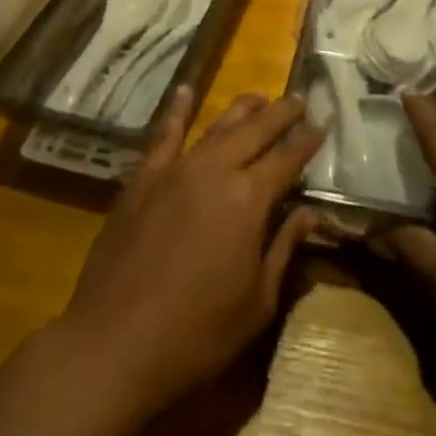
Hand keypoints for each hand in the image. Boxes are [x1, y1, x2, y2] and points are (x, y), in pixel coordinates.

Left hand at [60, 87, 321, 414]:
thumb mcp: (256, 302)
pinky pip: (164, 135)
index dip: (308, 140)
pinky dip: (177, 111)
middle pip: (256, 130)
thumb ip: (284, 249)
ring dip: (243, 109)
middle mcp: (216, 170)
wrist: (112, 345)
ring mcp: (176, 170)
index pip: (288, 158)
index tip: (323, 123)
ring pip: (217, 126)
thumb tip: (311, 213)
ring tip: (260, 98)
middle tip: (300, 99)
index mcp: (249, 199)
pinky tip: (185, 91)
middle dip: (282, 113)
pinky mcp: (143, 179)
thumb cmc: (195, 334)